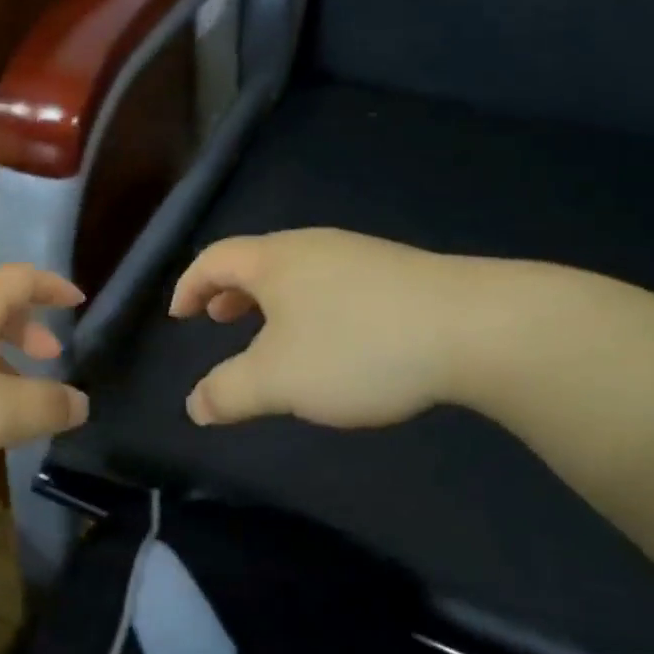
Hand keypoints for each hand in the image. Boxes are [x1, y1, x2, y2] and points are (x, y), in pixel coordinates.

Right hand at [170, 229, 479, 428]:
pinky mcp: (398, 274)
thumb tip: (194, 406)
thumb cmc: (356, 347)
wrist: (474, 328)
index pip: (215, 260)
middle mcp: (313, 247)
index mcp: (275, 261)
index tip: (179, 315)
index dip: (188, 285)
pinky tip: (334, 340)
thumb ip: (228, 392)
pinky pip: (334, 283)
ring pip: (298, 272)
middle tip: (218, 320)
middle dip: (230, 292)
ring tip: (273, 335)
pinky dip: (311, 306)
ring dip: (272, 301)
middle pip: (256, 260)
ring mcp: (360, 255)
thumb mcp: (278, 380)